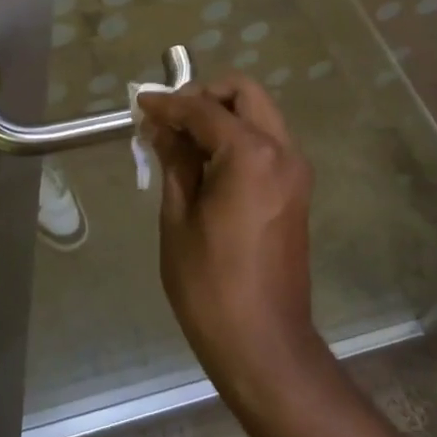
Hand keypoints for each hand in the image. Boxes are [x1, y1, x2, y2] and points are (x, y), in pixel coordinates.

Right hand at [138, 76, 323, 400]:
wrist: (263, 342)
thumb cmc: (209, 283)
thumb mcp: (179, 217)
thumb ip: (174, 160)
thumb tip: (161, 126)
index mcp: (252, 154)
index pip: (205, 109)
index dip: (169, 103)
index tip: (140, 103)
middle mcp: (282, 151)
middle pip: (245, 94)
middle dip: (206, 95)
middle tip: (170, 118)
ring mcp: (295, 170)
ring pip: (260, 115)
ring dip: (222, 116)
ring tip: (181, 141)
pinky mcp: (296, 190)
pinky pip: (266, 143)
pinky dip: (237, 137)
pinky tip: (205, 162)